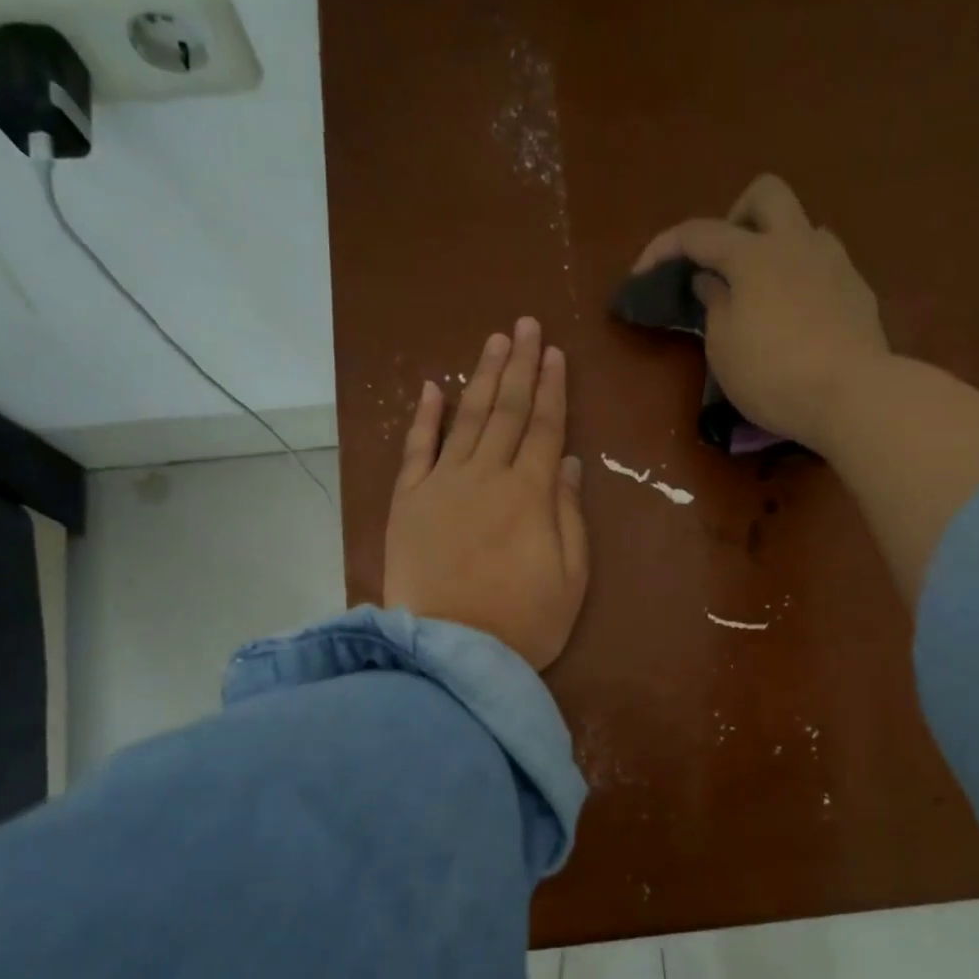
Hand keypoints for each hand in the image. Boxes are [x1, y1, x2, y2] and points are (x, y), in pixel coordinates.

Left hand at [384, 317, 588, 670]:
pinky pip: (416, 450)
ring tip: (494, 341)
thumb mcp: (571, 578)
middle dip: (519, 366)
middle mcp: (486, 476)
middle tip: (525, 325)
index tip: (555, 353)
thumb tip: (567, 462)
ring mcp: (442, 485)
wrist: (452, 653)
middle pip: (506, 411)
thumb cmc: (524, 623)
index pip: (544, 427)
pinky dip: (424, 417)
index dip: (552, 389)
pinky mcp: (407, 503)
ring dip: (481, 377)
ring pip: (466, 419)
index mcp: (531, 494)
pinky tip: (432, 387)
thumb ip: (569, 516)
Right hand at [632, 174, 889, 452]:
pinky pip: (824, 267)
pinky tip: (797, 320)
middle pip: (766, 194)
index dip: (664, 247)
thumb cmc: (773, 375)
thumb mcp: (724, 348)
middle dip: (737, 216)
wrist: (852, 395)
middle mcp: (797, 243)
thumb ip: (714, 305)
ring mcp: (834, 263)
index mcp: (754, 255)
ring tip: (763, 297)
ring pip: (802, 229)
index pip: (699, 233)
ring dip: (776, 250)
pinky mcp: (858, 291)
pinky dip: (802, 281)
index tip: (641, 273)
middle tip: (724, 261)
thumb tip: (712, 280)